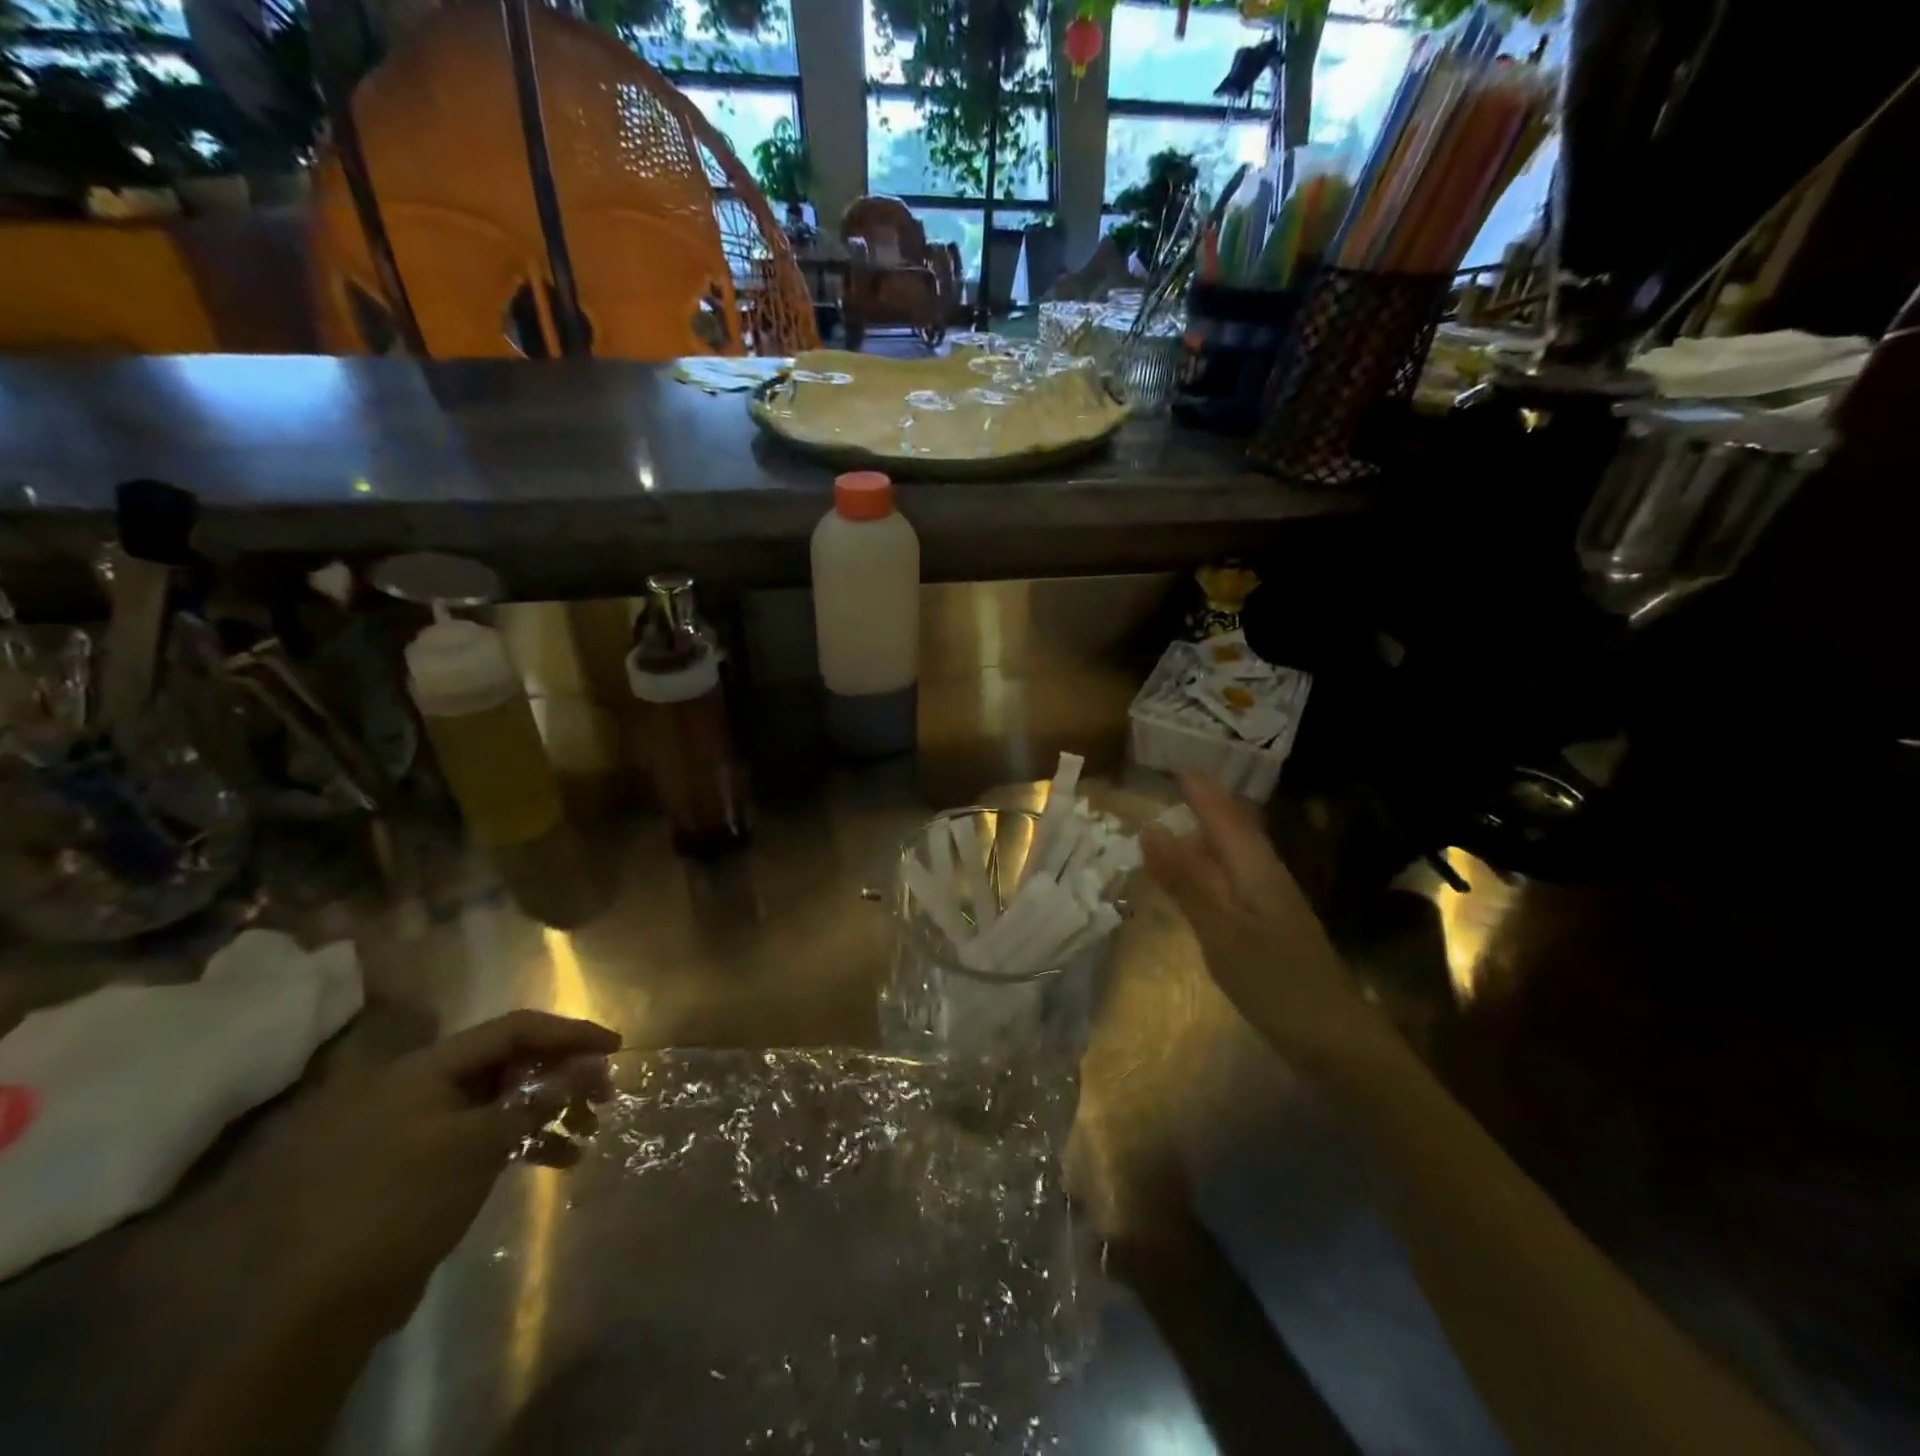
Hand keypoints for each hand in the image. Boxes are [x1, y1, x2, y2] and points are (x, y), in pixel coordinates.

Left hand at [242, 1010, 620, 1341]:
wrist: (321, 1306)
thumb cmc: (403, 1203)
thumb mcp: (479, 1144)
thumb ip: (537, 1100)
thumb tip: (587, 1068)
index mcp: (426, 1068)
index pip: (512, 1030)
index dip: (568, 1033)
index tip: (614, 1046)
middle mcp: (423, 1087)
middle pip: (510, 1062)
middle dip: (563, 1074)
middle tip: (605, 1091)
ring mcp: (423, 1127)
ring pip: (503, 1100)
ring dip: (550, 1110)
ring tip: (589, 1129)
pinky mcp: (426, 1165)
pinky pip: (487, 1134)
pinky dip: (525, 1141)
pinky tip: (562, 1159)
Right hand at [1143, 773, 1387, 1077]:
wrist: (1338, 1043)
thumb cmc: (1276, 984)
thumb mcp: (1222, 931)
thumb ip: (1187, 880)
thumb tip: (1150, 828)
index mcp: (1255, 868)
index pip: (1222, 812)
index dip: (1197, 786)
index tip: (1165, 760)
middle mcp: (1266, 874)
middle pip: (1234, 825)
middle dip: (1204, 800)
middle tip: (1166, 782)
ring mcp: (1272, 901)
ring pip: (1236, 850)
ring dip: (1207, 829)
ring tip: (1173, 818)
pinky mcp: (1271, 925)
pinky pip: (1234, 875)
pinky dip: (1211, 862)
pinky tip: (1198, 876)